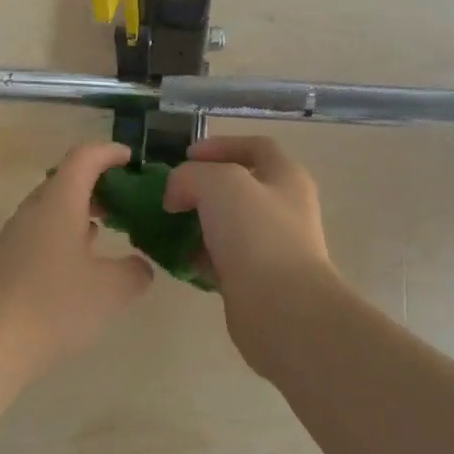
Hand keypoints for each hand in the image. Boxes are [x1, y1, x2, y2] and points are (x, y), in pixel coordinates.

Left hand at [0, 142, 154, 371]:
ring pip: (51, 210)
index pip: (84, 157)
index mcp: (59, 202)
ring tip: (107, 232)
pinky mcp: (4, 263)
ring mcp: (14, 237)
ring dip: (80, 213)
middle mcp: (33, 211)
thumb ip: (134, 273)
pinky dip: (64, 237)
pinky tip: (78, 266)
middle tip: (125, 201)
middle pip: (65, 181)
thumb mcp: (110, 290)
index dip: (109, 152)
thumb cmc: (53, 304)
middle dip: (97, 185)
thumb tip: (140, 267)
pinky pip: (40, 235)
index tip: (131, 160)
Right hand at [162, 137, 335, 347]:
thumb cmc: (256, 234)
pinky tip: (178, 258)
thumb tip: (177, 195)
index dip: (220, 145)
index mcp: (286, 177)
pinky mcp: (257, 278)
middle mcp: (284, 207)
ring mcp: (272, 245)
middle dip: (202, 187)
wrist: (281, 308)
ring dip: (197, 222)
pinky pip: (223, 258)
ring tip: (167, 226)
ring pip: (228, 224)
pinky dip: (200, 255)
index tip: (185, 156)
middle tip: (171, 194)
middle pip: (239, 186)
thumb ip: (191, 176)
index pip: (255, 146)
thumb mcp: (219, 184)